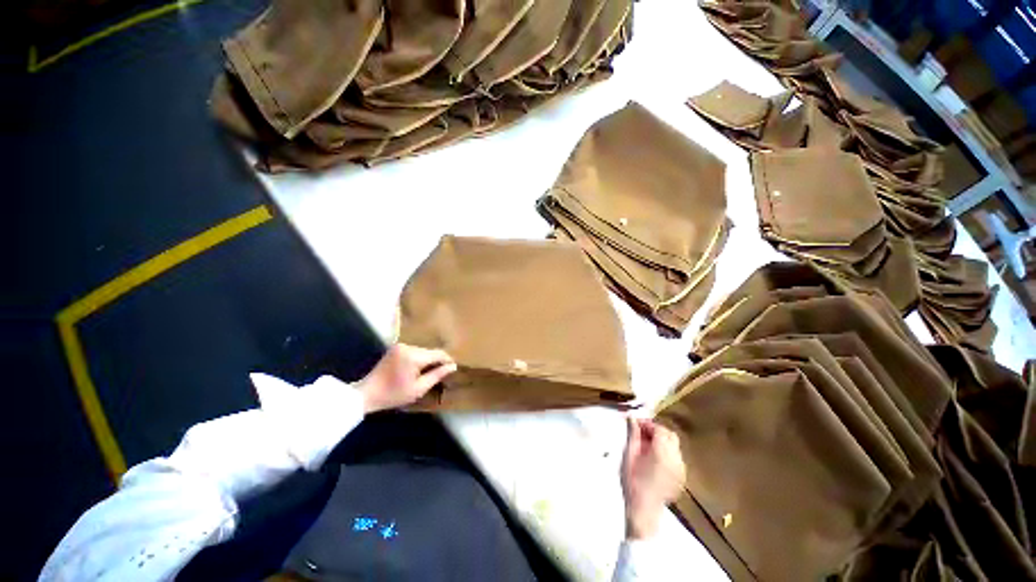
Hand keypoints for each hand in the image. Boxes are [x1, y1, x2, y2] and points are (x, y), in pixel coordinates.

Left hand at [357, 344, 456, 412]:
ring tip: (428, 374)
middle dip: (436, 361)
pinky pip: (414, 352)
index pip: (438, 354)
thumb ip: (437, 375)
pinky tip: (417, 370)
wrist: (367, 394)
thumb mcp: (419, 388)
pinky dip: (418, 359)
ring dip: (427, 360)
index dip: (447, 360)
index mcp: (413, 356)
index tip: (453, 369)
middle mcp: (408, 347)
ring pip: (422, 351)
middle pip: (430, 352)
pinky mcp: (395, 348)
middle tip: (440, 374)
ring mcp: (400, 346)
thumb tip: (452, 366)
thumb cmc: (394, 395)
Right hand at [620, 418, 685, 539]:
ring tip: (647, 445)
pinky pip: (677, 456)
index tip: (636, 424)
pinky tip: (655, 458)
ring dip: (662, 440)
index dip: (648, 424)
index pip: (660, 429)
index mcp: (662, 453)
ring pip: (675, 445)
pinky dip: (667, 451)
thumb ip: (632, 435)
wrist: (643, 509)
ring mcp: (681, 469)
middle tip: (641, 433)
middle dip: (656, 430)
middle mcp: (675, 459)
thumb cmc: (632, 481)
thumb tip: (632, 417)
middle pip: (670, 435)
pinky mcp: (682, 476)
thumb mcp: (629, 455)